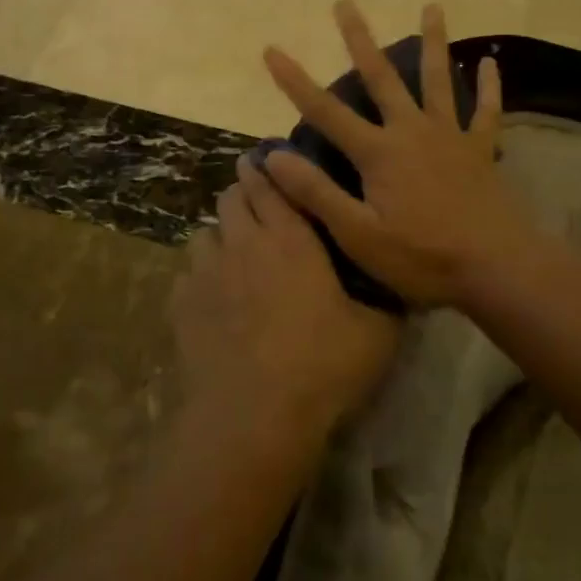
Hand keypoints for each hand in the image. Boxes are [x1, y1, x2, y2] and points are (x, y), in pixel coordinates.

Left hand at [174, 157, 397, 434]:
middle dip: (244, 194)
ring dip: (222, 235)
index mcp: (292, 238)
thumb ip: (387, 298)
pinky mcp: (182, 303)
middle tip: (260, 210)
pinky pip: (189, 272)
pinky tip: (215, 298)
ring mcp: (207, 272)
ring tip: (236, 256)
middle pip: (232, 197)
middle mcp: (244, 242)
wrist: (253, 418)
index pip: (270, 182)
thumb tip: (398, 277)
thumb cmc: (322, 367)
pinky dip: (201, 274)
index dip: (267, 168)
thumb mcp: (377, 333)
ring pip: (207, 232)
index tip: (270, 163)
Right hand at [259, 0, 540, 307]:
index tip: (272, 49)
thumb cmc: (423, 257)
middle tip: (346, 3)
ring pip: (438, 79)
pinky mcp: (480, 149)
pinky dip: (489, 87)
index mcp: (379, 152)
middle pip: (381, 77)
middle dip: (359, 39)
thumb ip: (317, 193)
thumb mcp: (359, 235)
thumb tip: (273, 156)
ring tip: (433, 6)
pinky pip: (486, 111)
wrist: (496, 267)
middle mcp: (411, 131)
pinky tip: (490, 62)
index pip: (326, 111)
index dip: (295, 81)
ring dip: (433, 41)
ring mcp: (449, 136)